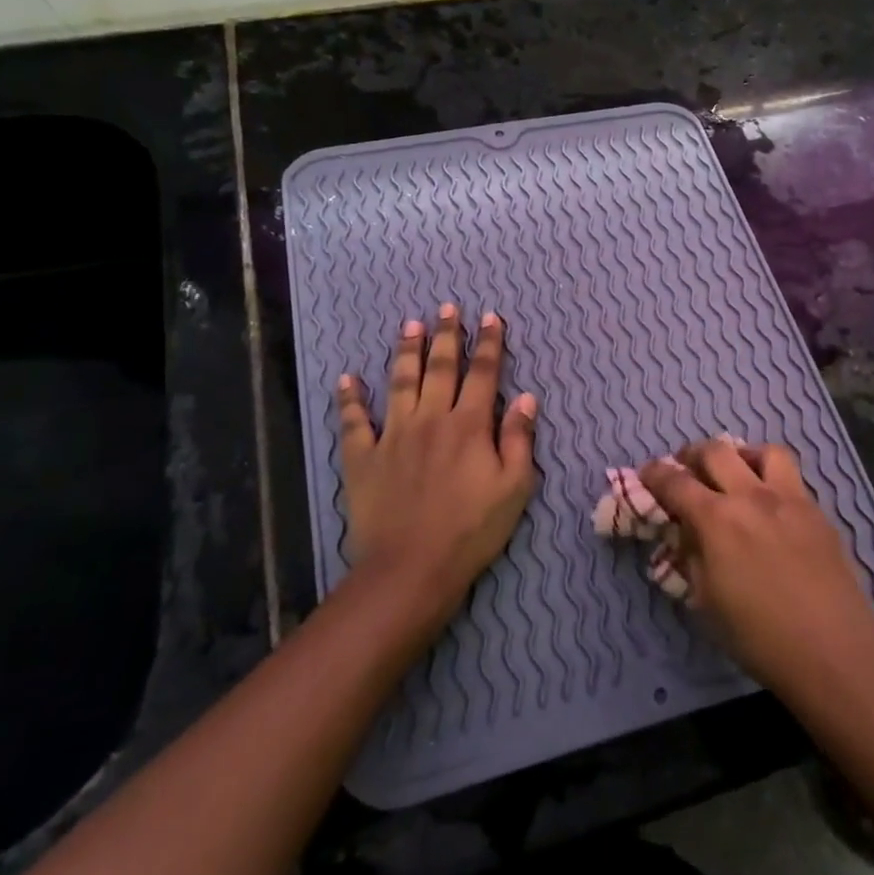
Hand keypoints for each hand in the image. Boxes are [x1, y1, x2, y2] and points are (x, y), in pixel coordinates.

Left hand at [335, 304, 537, 626]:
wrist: (412, 567)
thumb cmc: (473, 529)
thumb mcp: (515, 487)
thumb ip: (520, 438)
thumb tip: (527, 397)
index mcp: (470, 425)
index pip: (483, 373)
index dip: (489, 343)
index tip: (491, 317)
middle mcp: (431, 419)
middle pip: (441, 367)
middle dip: (447, 335)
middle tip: (447, 307)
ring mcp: (393, 435)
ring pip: (400, 382)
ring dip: (406, 351)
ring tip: (410, 324)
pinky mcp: (363, 457)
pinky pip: (354, 421)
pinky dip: (350, 399)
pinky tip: (347, 379)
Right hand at [638, 437, 873, 693]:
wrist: (833, 653)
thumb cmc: (759, 637)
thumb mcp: (706, 600)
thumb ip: (691, 555)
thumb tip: (686, 532)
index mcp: (717, 520)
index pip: (676, 482)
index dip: (655, 474)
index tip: (646, 472)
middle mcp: (752, 497)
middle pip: (716, 451)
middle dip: (692, 454)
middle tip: (685, 468)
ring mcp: (791, 500)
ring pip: (763, 451)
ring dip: (740, 454)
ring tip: (734, 472)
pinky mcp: (818, 512)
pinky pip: (791, 478)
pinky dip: (770, 478)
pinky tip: (768, 506)